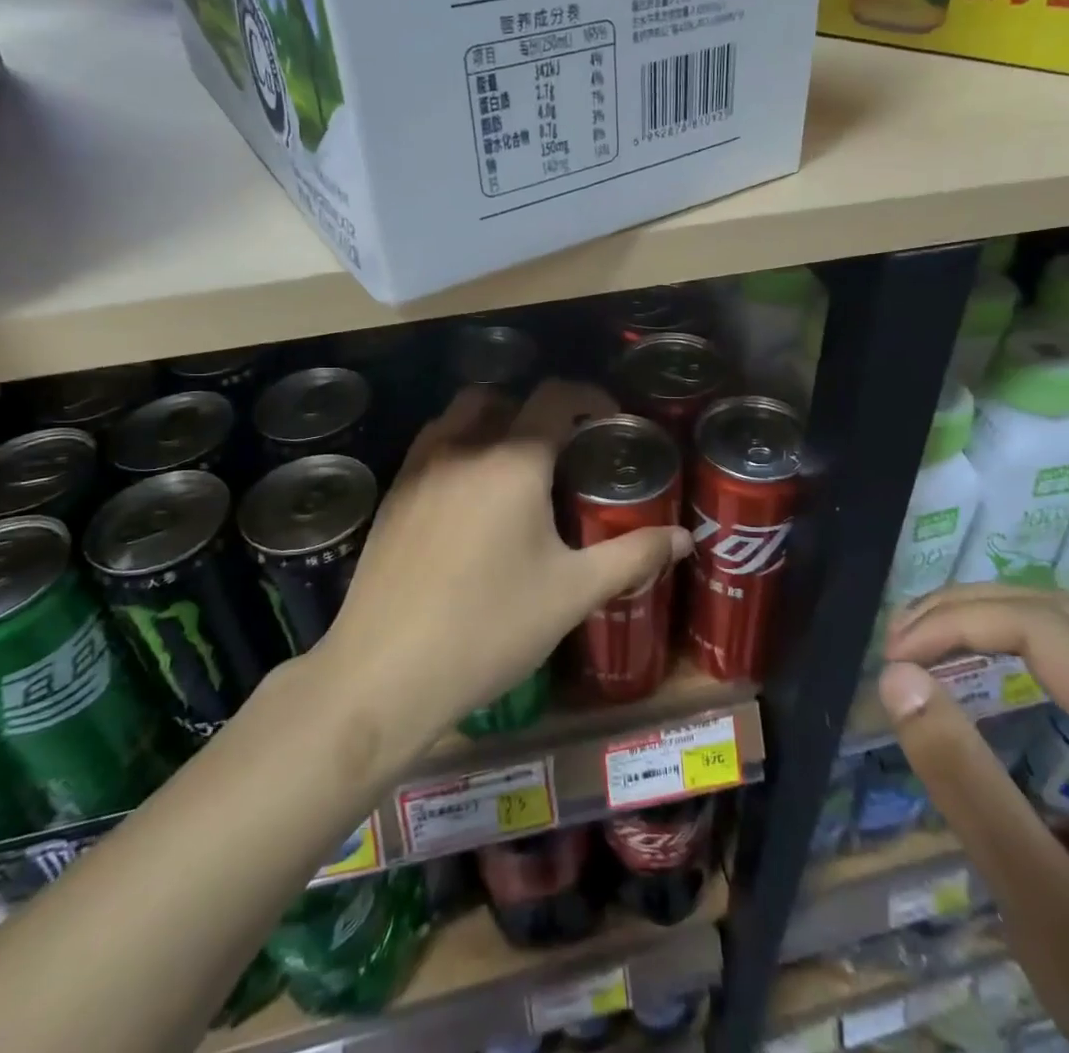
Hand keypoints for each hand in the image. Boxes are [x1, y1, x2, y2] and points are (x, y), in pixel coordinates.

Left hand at [320, 380, 692, 746]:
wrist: (385, 672)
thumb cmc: (490, 627)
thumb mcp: (572, 593)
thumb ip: (633, 556)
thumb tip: (684, 538)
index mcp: (512, 460)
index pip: (554, 397)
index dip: (588, 395)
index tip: (608, 416)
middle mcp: (462, 447)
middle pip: (501, 397)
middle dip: (535, 409)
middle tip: (561, 447)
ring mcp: (419, 468)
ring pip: (458, 417)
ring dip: (491, 422)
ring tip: (514, 468)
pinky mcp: (392, 495)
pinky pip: (430, 447)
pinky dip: (457, 448)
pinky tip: (468, 500)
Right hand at [876, 587, 1068, 1052]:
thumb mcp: (1040, 902)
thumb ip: (965, 781)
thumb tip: (895, 676)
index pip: (1041, 626)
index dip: (954, 621)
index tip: (891, 657)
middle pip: (1061, 612)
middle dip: (968, 607)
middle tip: (899, 637)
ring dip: (996, 621)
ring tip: (929, 644)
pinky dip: (1026, 649)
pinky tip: (993, 676)